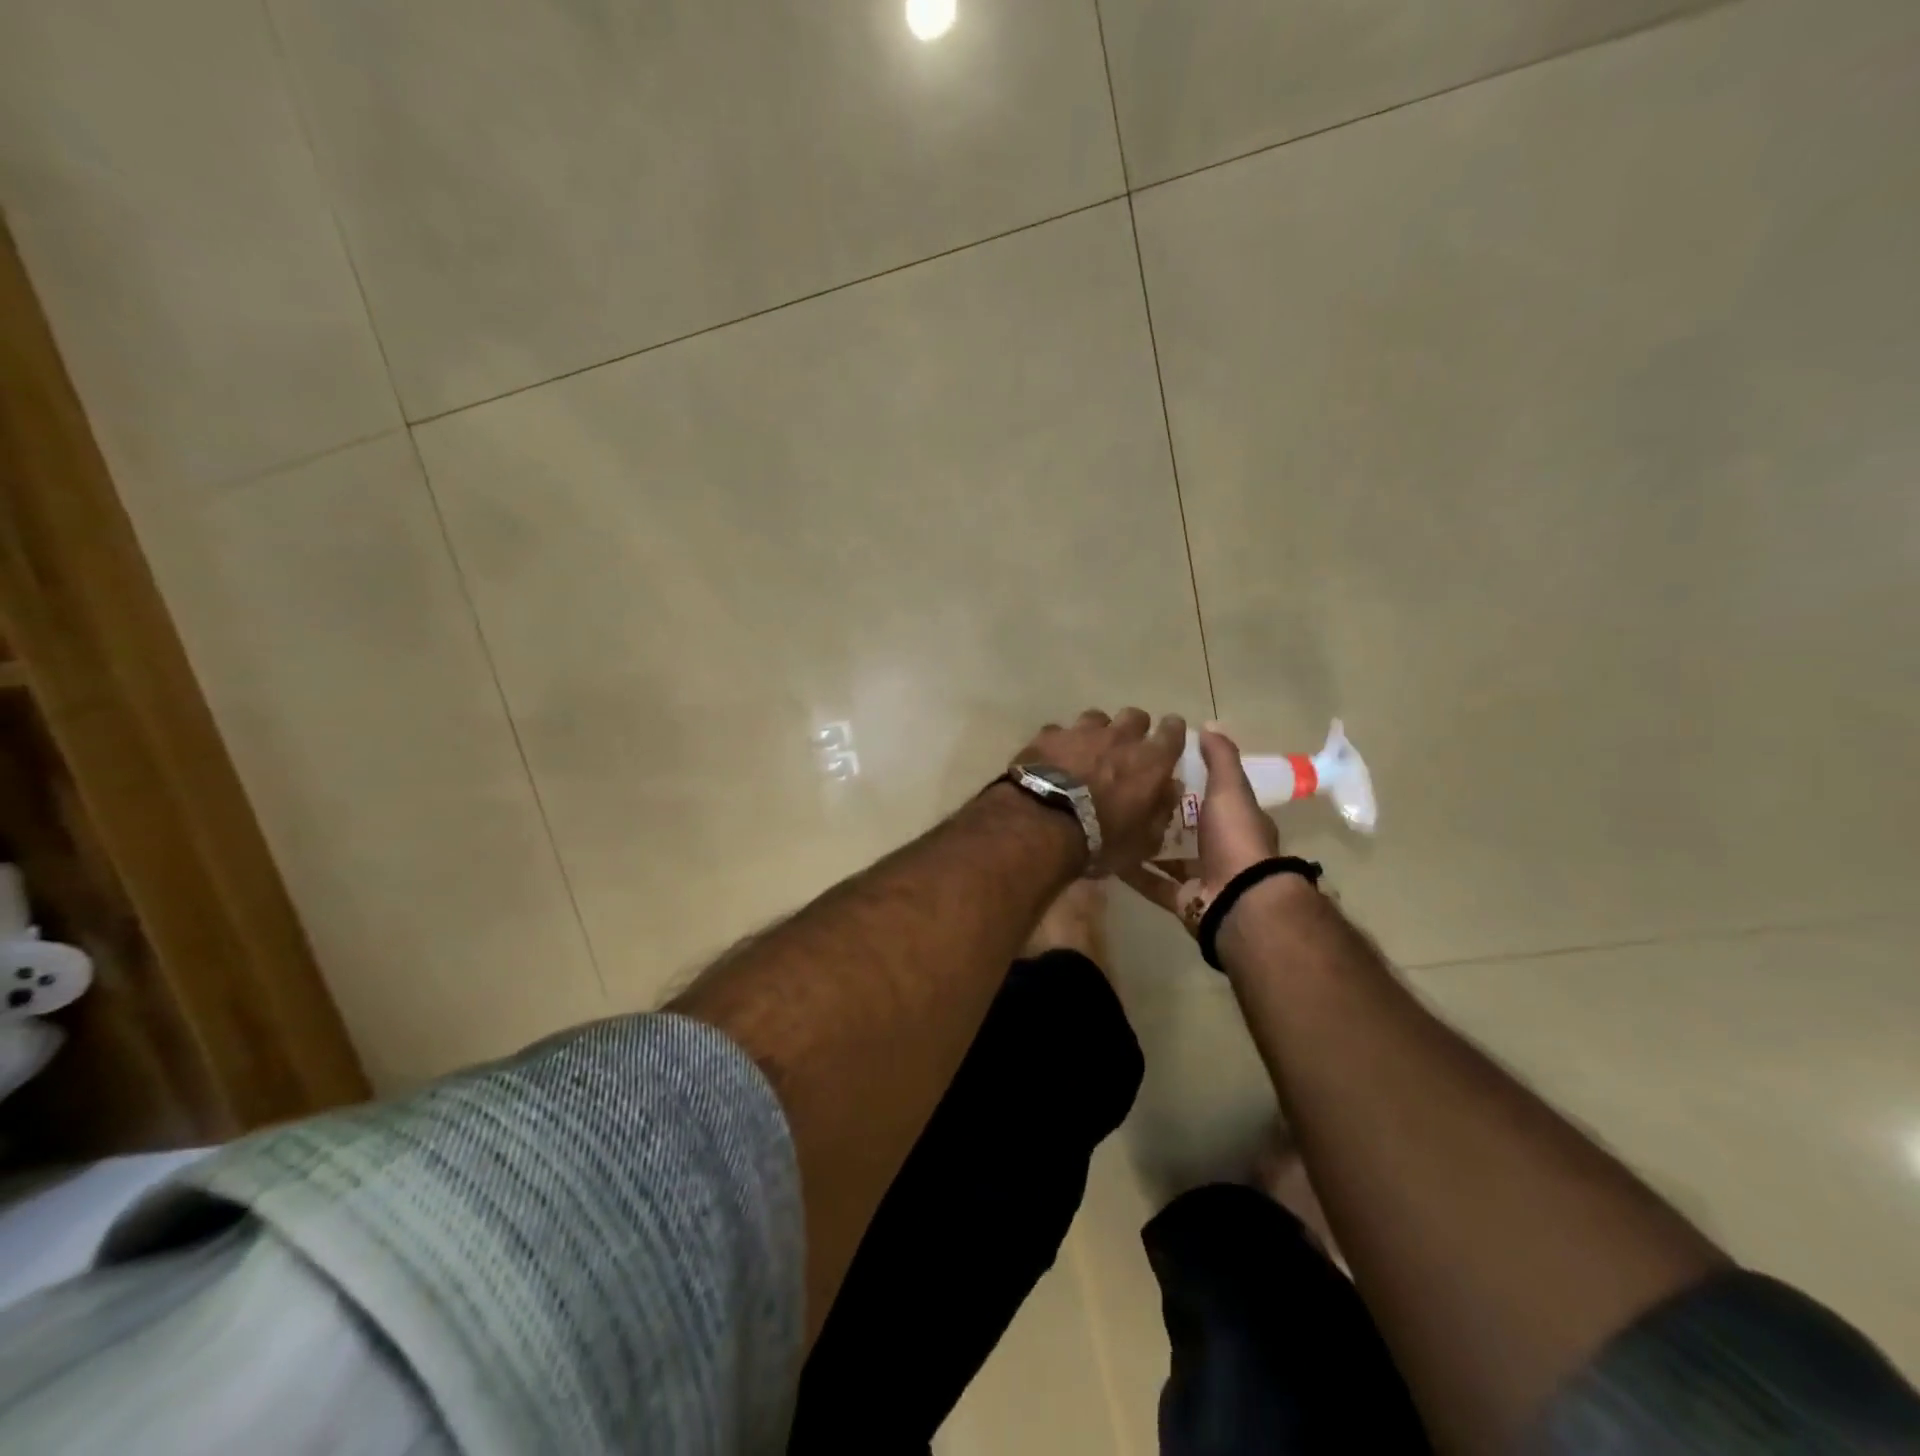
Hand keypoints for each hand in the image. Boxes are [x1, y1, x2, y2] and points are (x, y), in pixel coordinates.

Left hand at [1012, 709, 1185, 875]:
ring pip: (1097, 718)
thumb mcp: (1144, 841)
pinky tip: (1054, 759)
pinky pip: (1060, 732)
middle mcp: (1119, 737)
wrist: (1043, 823)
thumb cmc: (1101, 838)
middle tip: (1126, 749)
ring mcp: (1081, 732)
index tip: (1169, 738)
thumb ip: (1162, 810)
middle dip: (1134, 729)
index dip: (1172, 732)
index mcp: (1150, 761)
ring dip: (1097, 732)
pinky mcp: (1048, 735)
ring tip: (1088, 752)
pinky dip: (1061, 743)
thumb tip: (1170, 788)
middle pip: (1135, 716)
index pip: (1173, 731)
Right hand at [1119, 724, 1279, 935]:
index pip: (1211, 795)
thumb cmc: (1235, 838)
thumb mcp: (1229, 789)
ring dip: (1145, 843)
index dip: (1189, 781)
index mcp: (1235, 821)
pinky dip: (1134, 873)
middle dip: (1161, 813)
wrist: (1238, 899)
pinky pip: (1153, 883)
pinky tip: (1110, 856)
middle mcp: (1220, 848)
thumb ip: (1220, 758)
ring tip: (1113, 822)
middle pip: (1187, 827)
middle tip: (1127, 793)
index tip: (1158, 766)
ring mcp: (1201, 876)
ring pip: (1168, 856)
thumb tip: (1208, 725)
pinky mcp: (1182, 900)